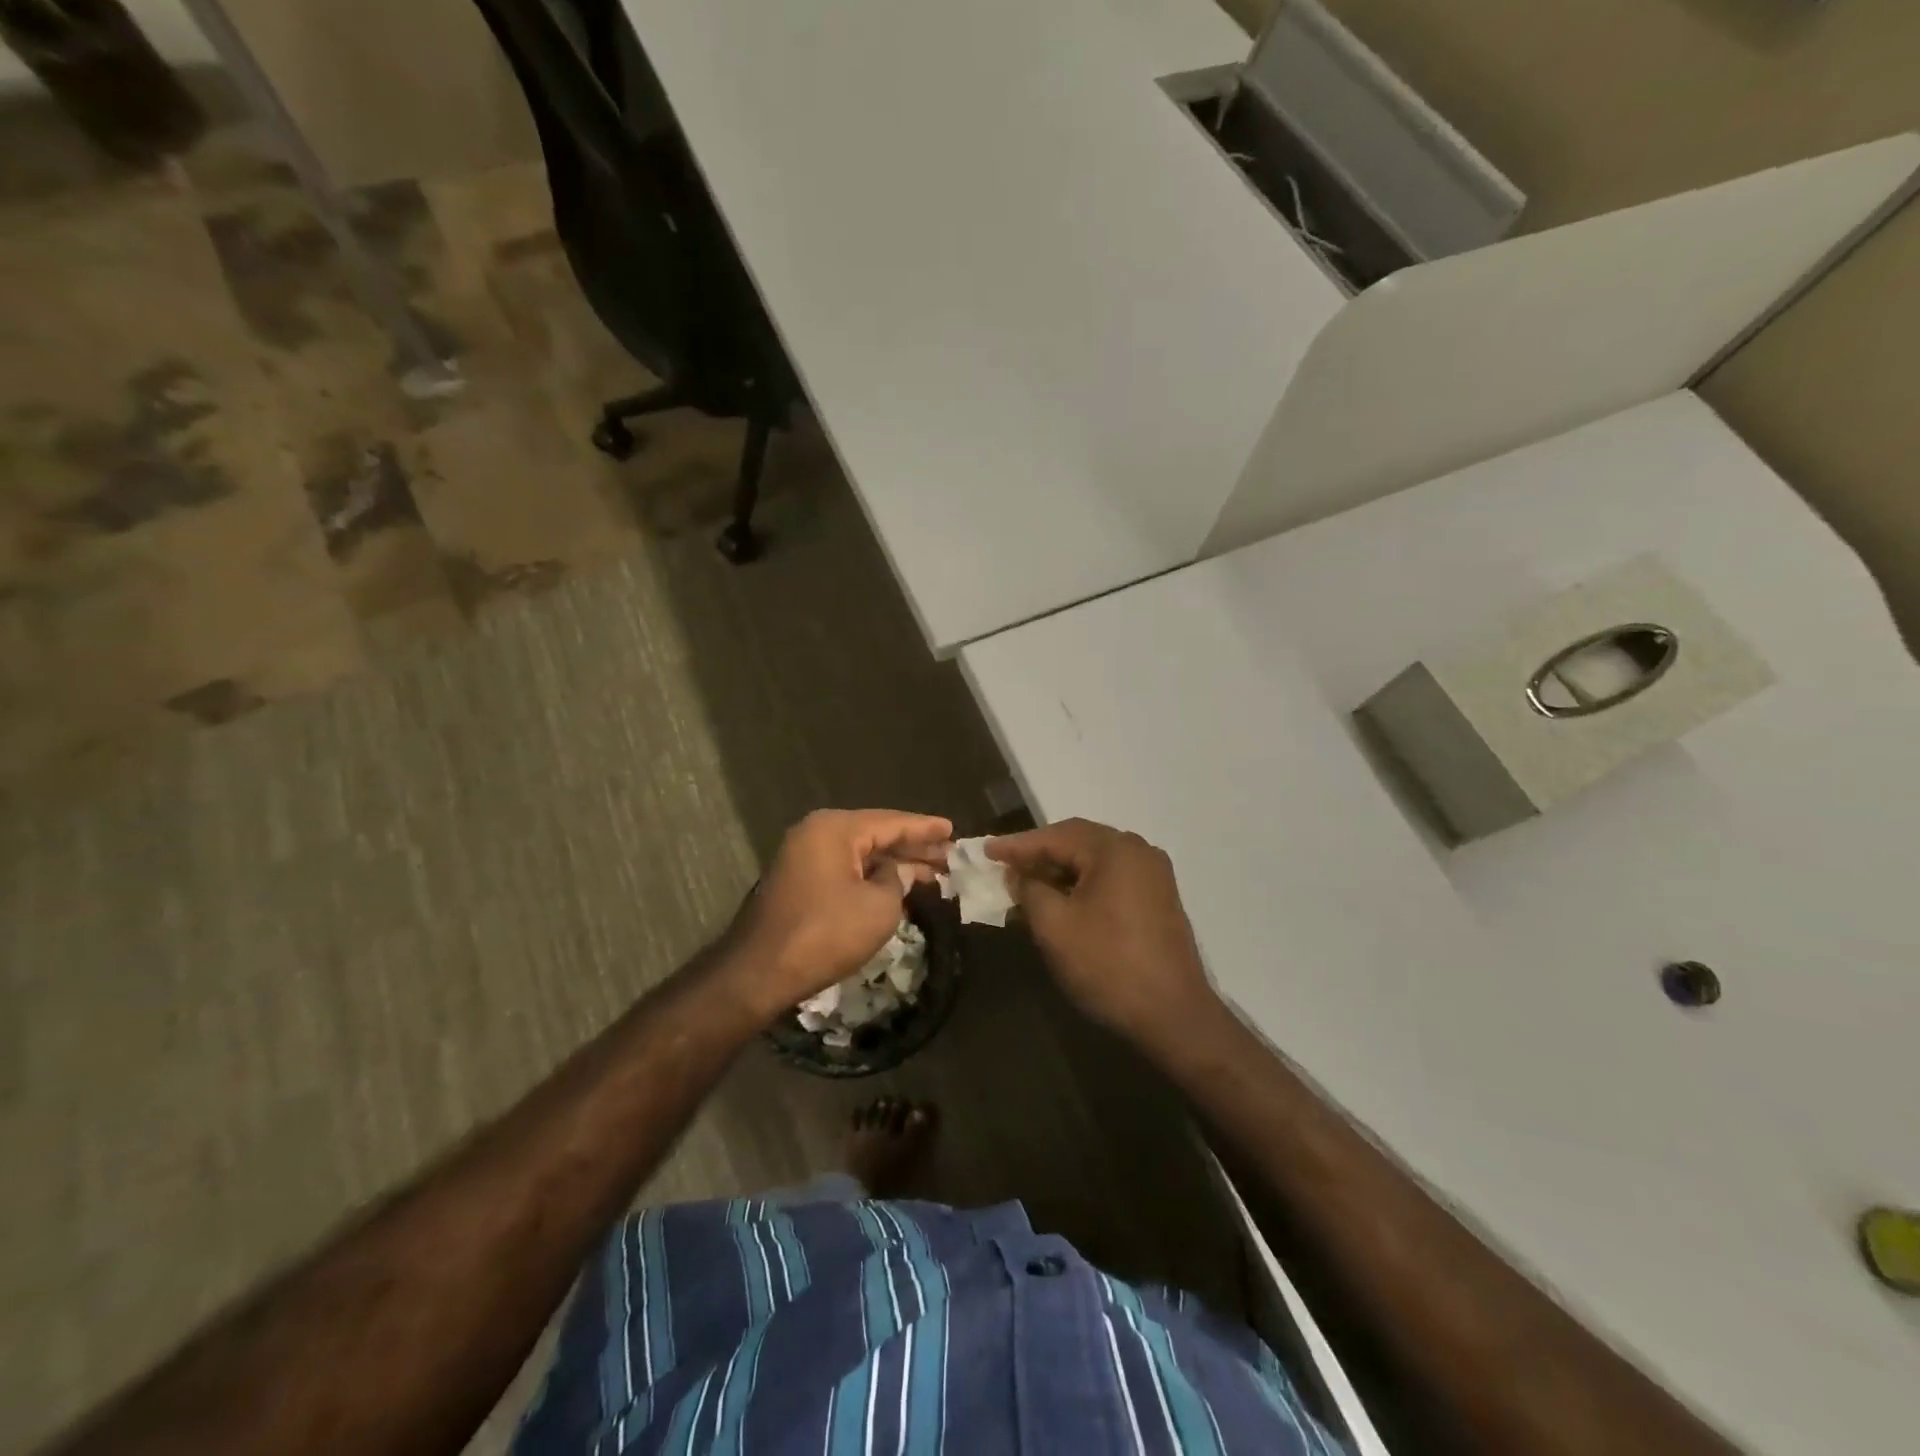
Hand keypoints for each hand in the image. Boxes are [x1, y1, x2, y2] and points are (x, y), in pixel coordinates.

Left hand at [725, 808, 952, 1017]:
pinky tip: (897, 886)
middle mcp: (817, 833)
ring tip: (933, 872)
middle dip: (913, 846)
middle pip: (876, 835)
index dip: (925, 828)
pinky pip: (845, 869)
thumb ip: (897, 880)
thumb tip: (898, 871)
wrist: (760, 972)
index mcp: (835, 829)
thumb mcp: (878, 907)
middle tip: (949, 854)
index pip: (891, 822)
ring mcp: (804, 857)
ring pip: (861, 854)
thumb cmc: (825, 933)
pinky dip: (872, 876)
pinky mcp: (799, 882)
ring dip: (894, 864)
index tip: (953, 829)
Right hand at [989, 819, 1213, 1044]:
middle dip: (1038, 854)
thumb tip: (1018, 874)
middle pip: (1077, 842)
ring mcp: (1152, 874)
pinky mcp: (1157, 898)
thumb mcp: (1054, 926)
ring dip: (1058, 871)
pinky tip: (1059, 901)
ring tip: (1025, 885)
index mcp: (1115, 849)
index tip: (986, 851)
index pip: (1055, 836)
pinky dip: (1081, 884)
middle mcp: (1138, 850)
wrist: (1172, 1015)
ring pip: (1093, 861)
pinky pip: (1110, 878)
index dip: (1017, 845)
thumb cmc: (1108, 964)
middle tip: (1003, 865)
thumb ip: (1029, 889)